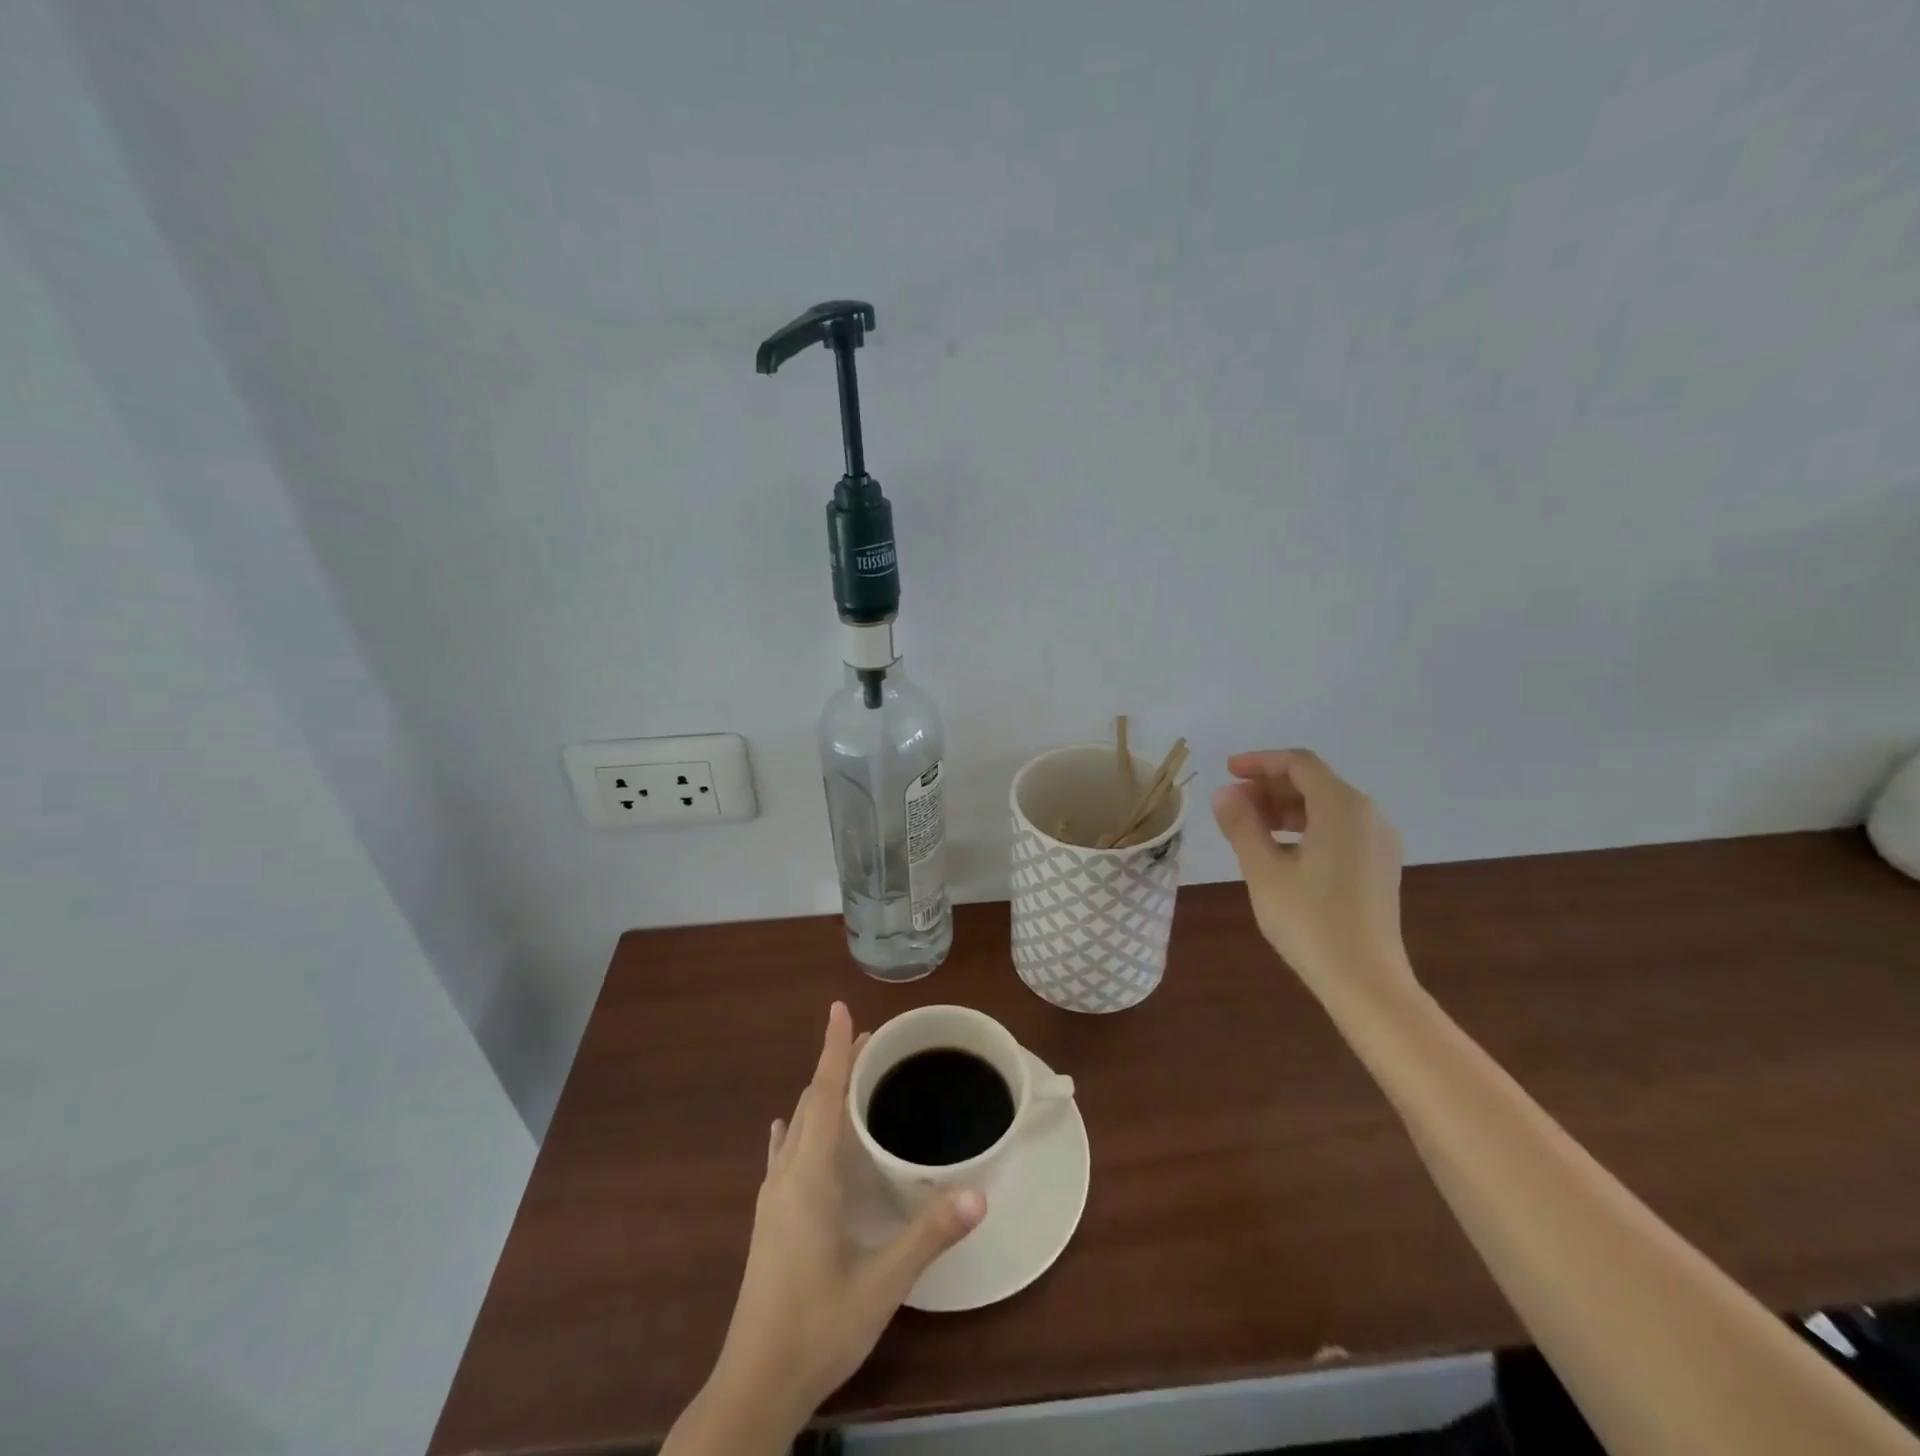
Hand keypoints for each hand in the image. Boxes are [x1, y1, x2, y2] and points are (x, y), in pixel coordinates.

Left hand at [708, 1003, 985, 1429]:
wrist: (754, 1386)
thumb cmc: (818, 1327)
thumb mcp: (881, 1284)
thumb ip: (929, 1236)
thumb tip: (979, 1194)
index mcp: (810, 1178)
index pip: (823, 1096)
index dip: (834, 1050)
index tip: (840, 1009)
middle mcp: (787, 1177)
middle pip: (811, 1103)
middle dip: (836, 1066)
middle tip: (869, 1041)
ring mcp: (772, 1200)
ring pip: (797, 1127)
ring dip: (820, 1095)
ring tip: (847, 1076)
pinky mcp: (768, 1221)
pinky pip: (783, 1157)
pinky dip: (795, 1131)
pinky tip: (788, 1131)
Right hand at [1211, 749, 1411, 996]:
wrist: (1365, 981)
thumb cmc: (1310, 921)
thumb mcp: (1263, 870)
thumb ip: (1241, 825)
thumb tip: (1224, 794)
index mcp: (1342, 807)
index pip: (1298, 763)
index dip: (1260, 762)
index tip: (1227, 772)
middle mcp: (1368, 815)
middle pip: (1314, 782)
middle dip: (1270, 787)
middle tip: (1232, 806)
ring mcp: (1378, 841)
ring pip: (1326, 806)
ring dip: (1285, 808)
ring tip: (1249, 828)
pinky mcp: (1379, 865)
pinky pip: (1339, 828)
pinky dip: (1306, 827)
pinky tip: (1280, 852)